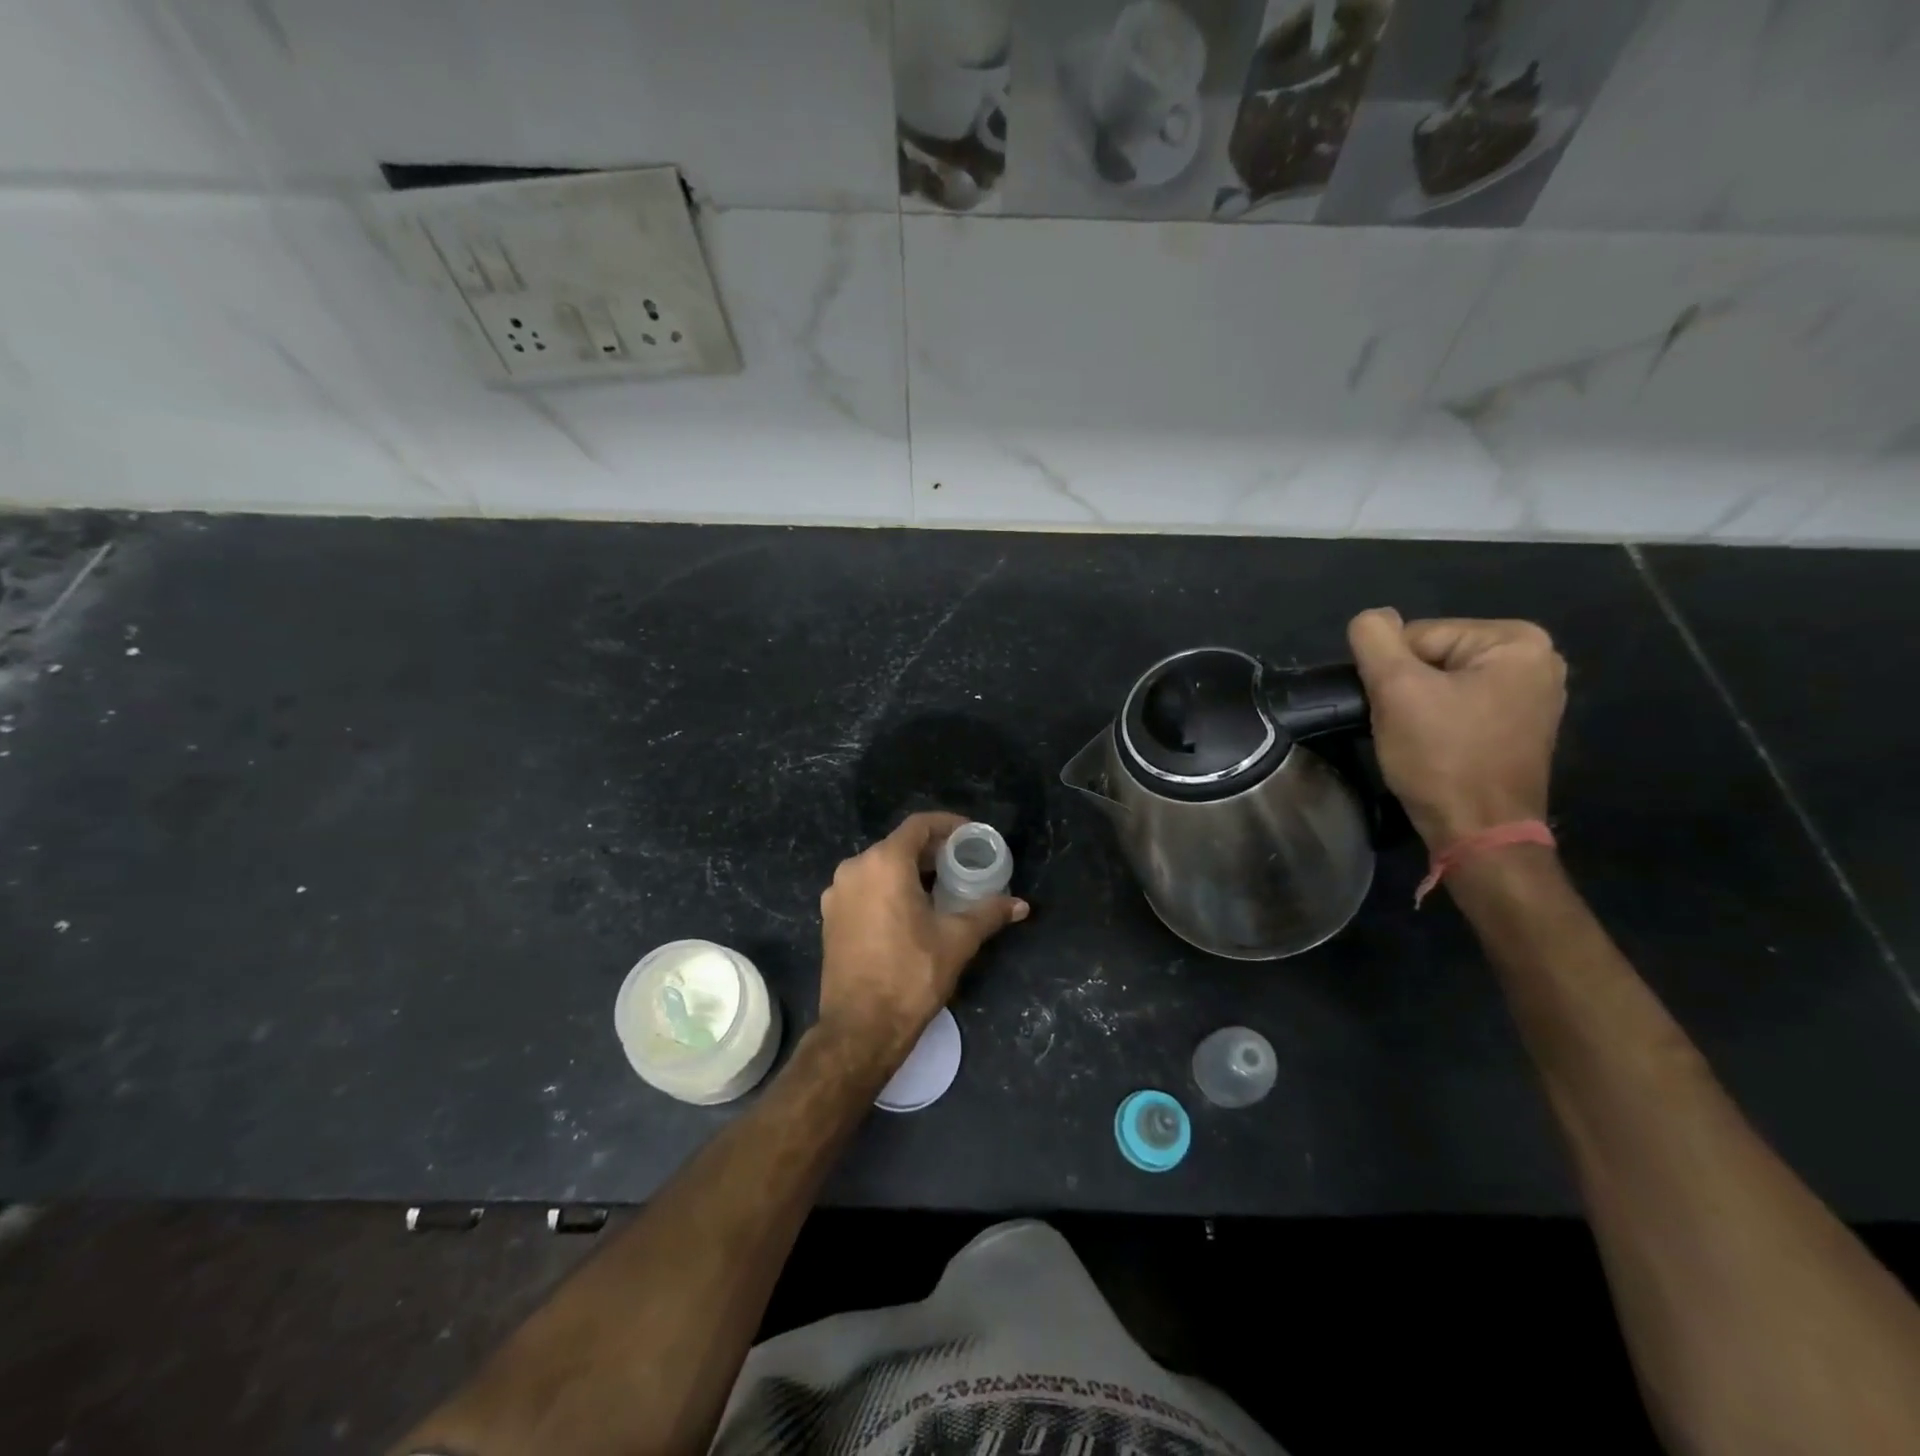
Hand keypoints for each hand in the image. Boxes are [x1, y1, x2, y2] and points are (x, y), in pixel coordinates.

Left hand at [815, 811, 1027, 1073]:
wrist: (860, 1028)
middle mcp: (854, 869)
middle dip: (932, 851)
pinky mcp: (831, 918)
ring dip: (910, 871)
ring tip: (942, 887)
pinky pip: (865, 889)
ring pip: (880, 868)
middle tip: (963, 864)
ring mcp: (837, 894)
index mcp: (884, 863)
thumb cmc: (911, 974)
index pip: (919, 826)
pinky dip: (889, 889)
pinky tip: (912, 911)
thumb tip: (1021, 905)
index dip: (948, 825)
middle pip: (899, 845)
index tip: (972, 836)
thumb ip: (989, 913)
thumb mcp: (957, 940)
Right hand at [1347, 609, 1566, 849]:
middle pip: (1433, 656)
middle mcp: (1537, 659)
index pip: (1419, 635)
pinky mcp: (1519, 726)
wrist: (1479, 832)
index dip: (1391, 671)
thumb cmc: (1442, 757)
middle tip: (1402, 726)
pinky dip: (1438, 721)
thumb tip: (1372, 618)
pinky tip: (1434, 746)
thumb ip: (1374, 640)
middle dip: (1406, 687)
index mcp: (1516, 640)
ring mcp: (1533, 695)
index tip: (1392, 709)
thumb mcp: (1396, 690)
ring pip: (1442, 682)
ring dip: (1417, 706)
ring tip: (1415, 738)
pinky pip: (1461, 704)